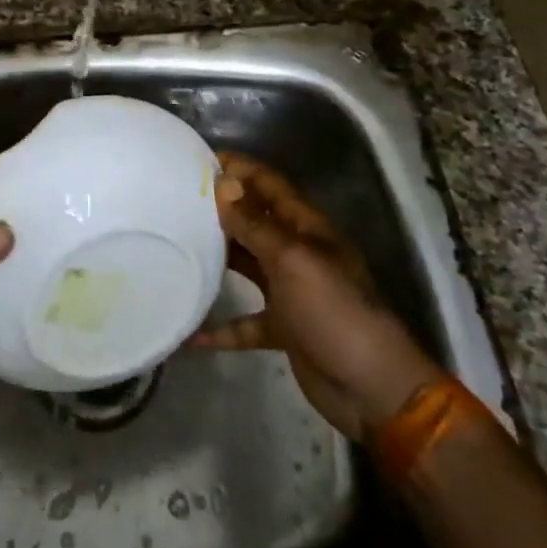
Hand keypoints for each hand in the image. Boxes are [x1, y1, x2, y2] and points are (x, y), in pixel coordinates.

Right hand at [191, 153, 444, 439]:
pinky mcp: (283, 328)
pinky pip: (245, 321)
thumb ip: (255, 224)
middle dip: (220, 208)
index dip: (238, 168)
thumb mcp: (292, 261)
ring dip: (217, 257)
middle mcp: (297, 252)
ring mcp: (290, 291)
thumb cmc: (335, 312)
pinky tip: (191, 332)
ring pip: (247, 265)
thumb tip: (224, 183)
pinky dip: (221, 326)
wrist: (373, 388)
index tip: (196, 159)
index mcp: (307, 228)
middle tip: (173, 199)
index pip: (269, 184)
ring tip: (175, 246)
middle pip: (254, 220)